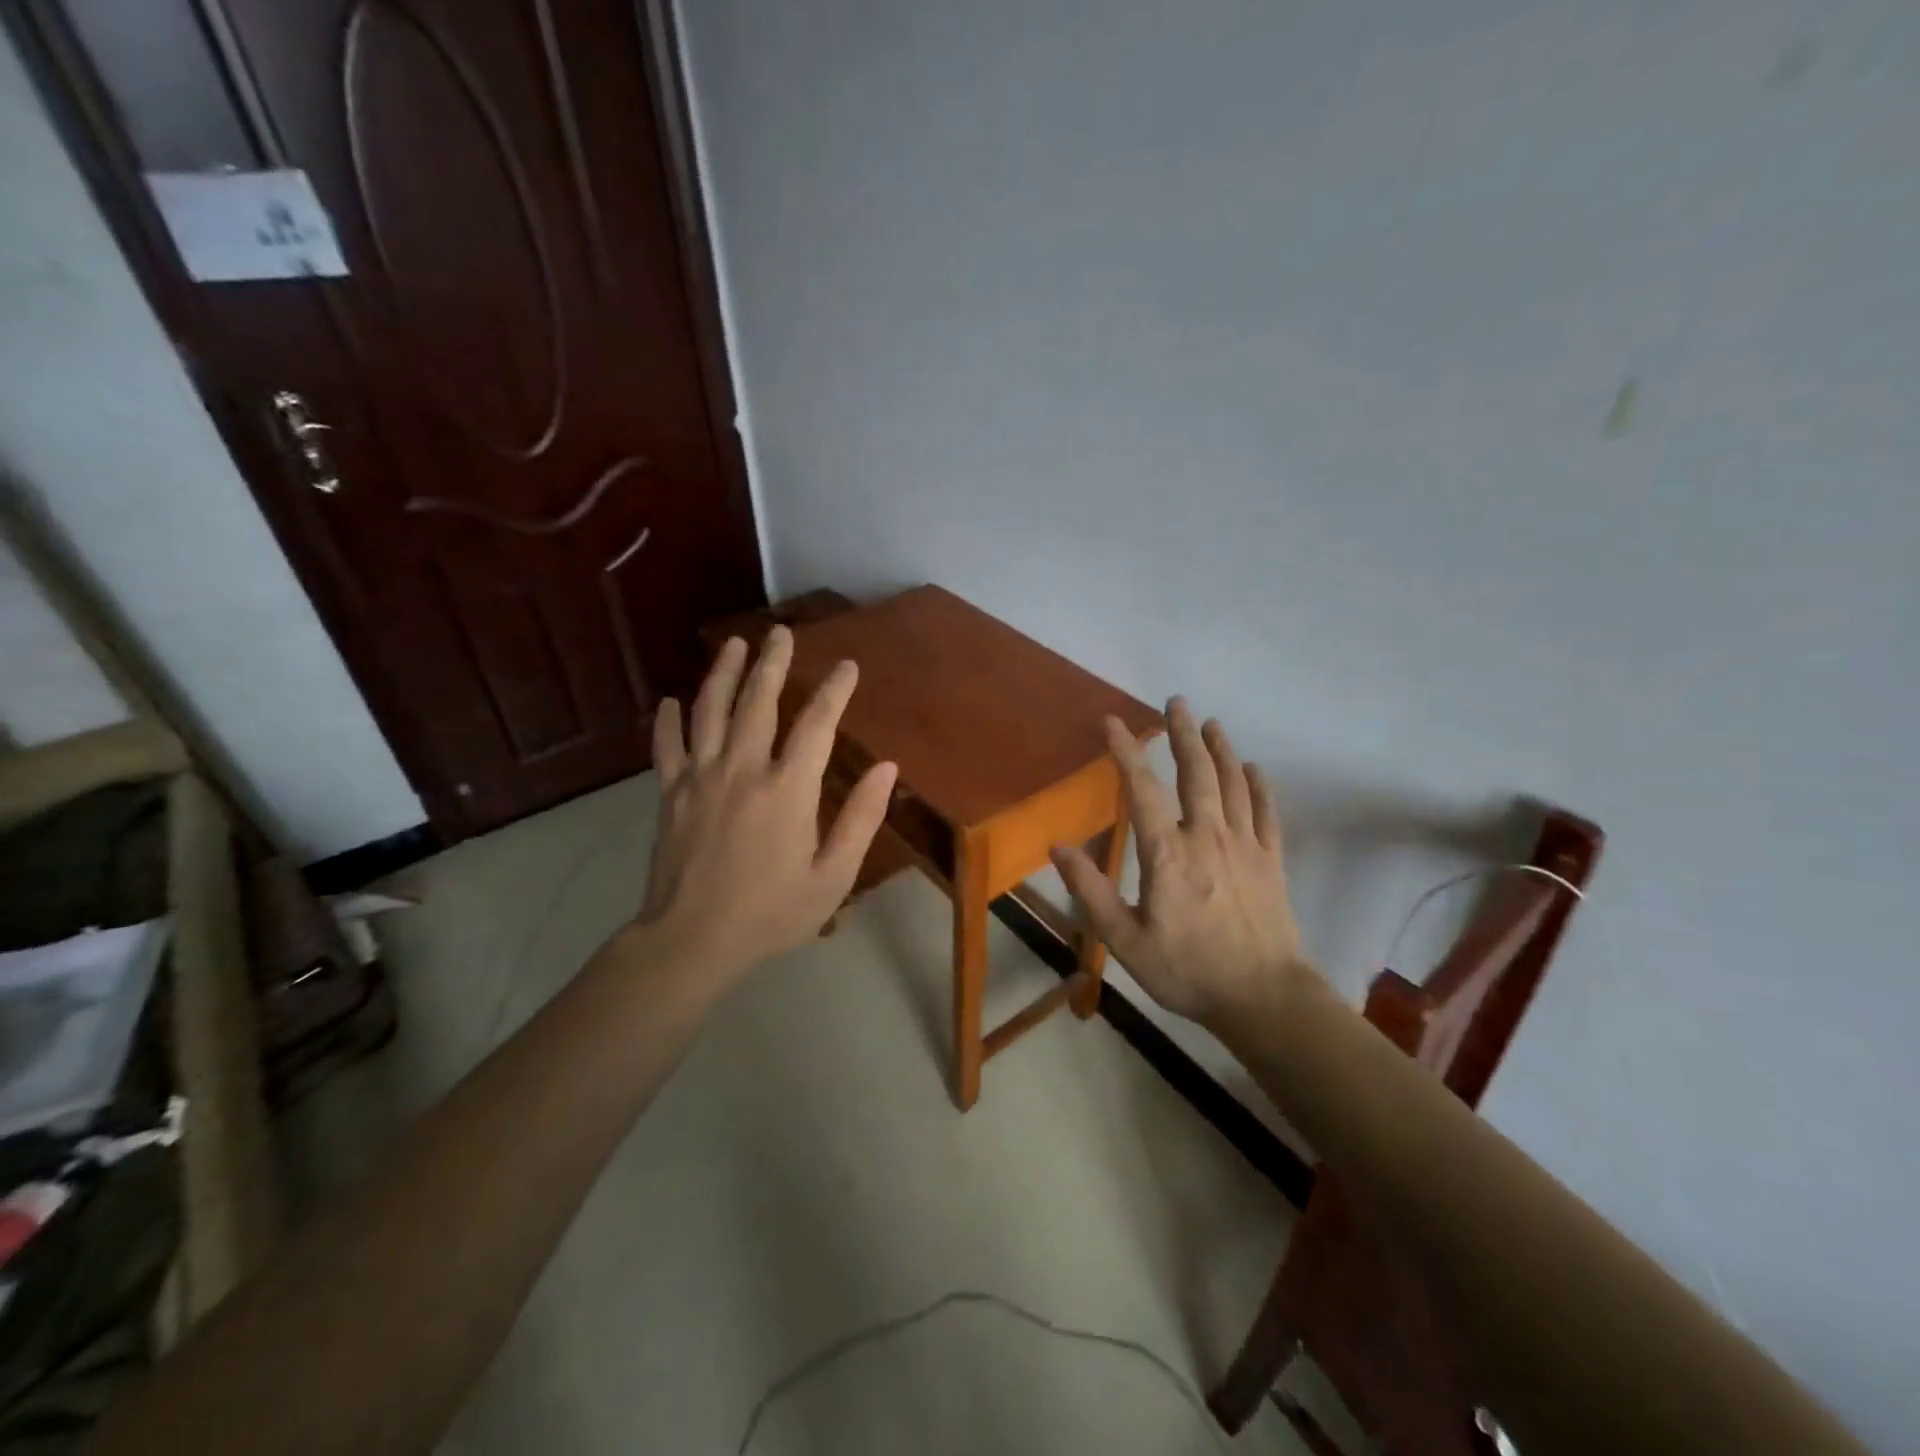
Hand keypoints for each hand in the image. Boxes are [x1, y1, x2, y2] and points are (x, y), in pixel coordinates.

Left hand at [636, 628, 896, 982]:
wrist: (692, 941)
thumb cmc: (772, 913)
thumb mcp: (833, 876)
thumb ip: (861, 818)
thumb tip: (887, 768)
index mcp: (788, 789)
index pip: (817, 724)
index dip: (834, 690)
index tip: (846, 666)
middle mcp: (743, 769)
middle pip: (758, 701)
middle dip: (773, 662)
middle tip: (780, 632)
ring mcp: (700, 777)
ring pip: (710, 710)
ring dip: (723, 673)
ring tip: (734, 644)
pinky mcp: (669, 793)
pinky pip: (667, 746)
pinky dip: (668, 720)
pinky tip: (671, 701)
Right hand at [1052, 698, 1305, 1030]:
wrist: (1264, 998)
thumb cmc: (1188, 970)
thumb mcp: (1125, 940)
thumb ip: (1090, 891)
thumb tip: (1057, 847)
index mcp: (1167, 853)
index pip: (1141, 789)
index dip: (1126, 752)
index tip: (1113, 722)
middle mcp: (1207, 837)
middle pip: (1195, 773)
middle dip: (1183, 734)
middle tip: (1176, 701)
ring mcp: (1245, 846)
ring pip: (1233, 784)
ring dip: (1221, 749)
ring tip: (1212, 722)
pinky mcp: (1272, 862)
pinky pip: (1267, 813)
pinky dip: (1260, 787)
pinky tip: (1254, 768)